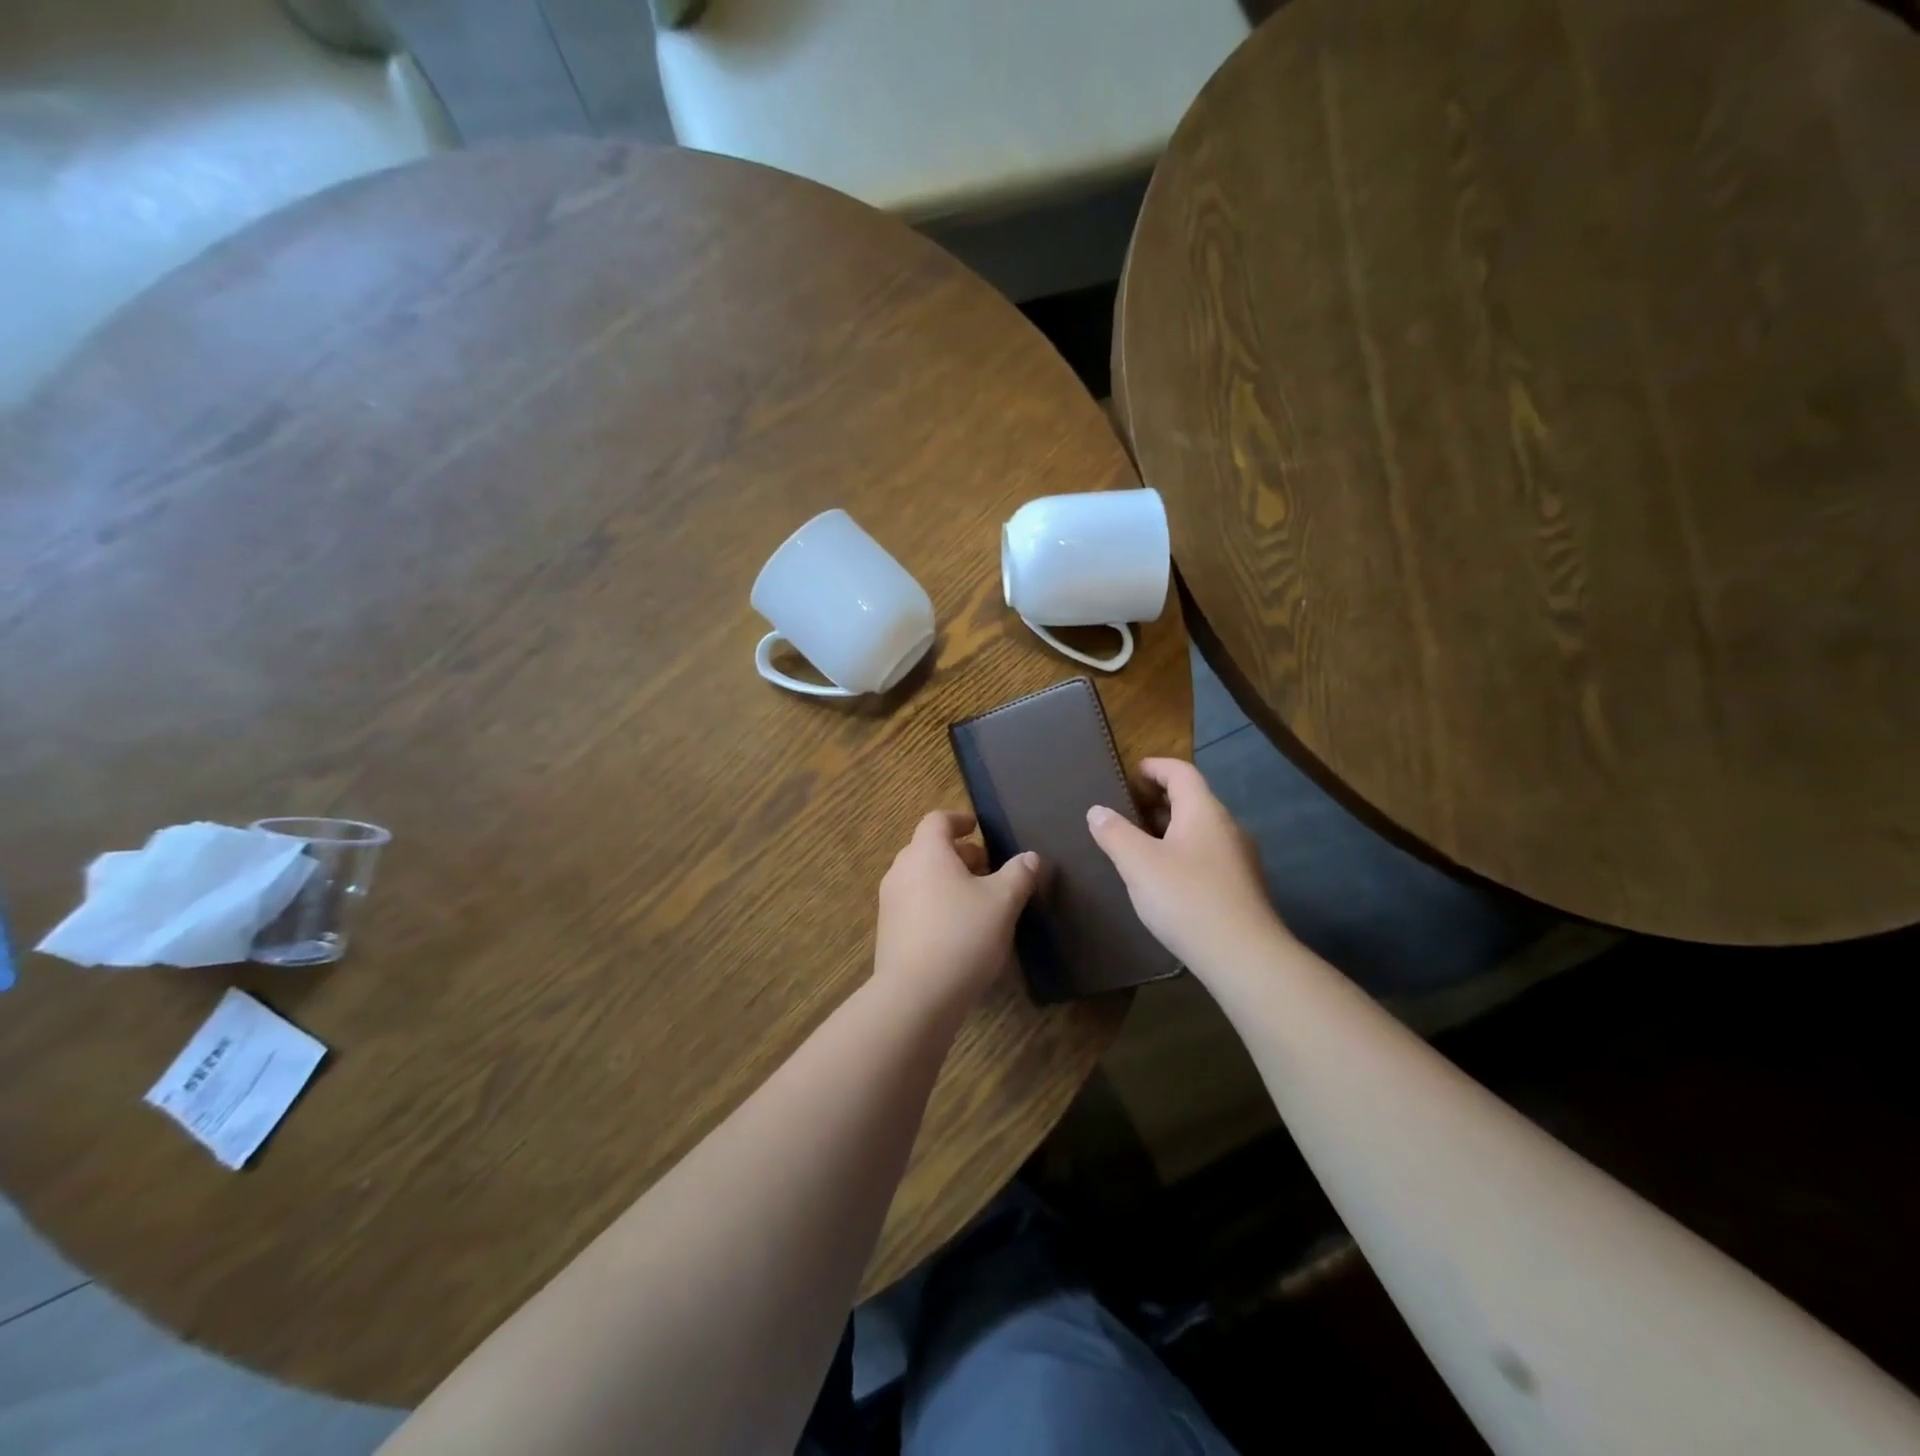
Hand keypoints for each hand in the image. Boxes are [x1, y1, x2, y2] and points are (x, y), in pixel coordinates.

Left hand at [875, 811, 1038, 1008]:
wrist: (916, 995)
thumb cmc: (962, 935)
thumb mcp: (1003, 902)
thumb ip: (1019, 875)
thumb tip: (1030, 857)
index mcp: (926, 853)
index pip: (937, 820)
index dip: (959, 820)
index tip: (977, 828)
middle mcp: (901, 870)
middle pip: (928, 849)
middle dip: (958, 854)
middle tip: (986, 869)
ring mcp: (890, 902)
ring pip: (920, 877)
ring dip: (946, 880)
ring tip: (976, 900)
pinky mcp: (888, 932)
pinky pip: (914, 904)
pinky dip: (934, 903)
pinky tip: (957, 929)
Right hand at [1086, 758, 1289, 975]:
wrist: (1243, 957)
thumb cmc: (1186, 899)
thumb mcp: (1138, 863)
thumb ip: (1114, 832)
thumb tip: (1097, 810)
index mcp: (1204, 811)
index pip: (1180, 772)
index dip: (1154, 767)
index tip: (1129, 774)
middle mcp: (1227, 826)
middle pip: (1192, 799)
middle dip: (1158, 800)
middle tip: (1124, 810)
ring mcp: (1239, 858)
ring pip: (1199, 830)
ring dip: (1169, 829)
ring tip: (1137, 844)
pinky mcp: (1241, 886)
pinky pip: (1206, 855)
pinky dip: (1181, 853)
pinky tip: (1163, 878)